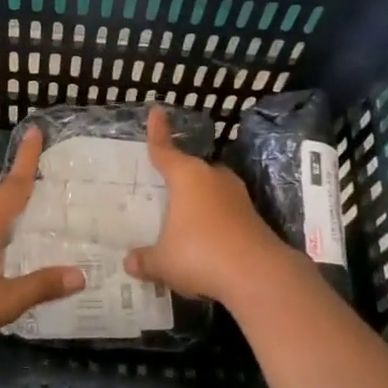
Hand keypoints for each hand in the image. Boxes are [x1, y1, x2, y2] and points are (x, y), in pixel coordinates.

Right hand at [124, 106, 294, 303]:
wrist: (258, 276)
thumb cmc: (200, 255)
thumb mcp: (163, 262)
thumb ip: (145, 260)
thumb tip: (129, 262)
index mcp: (187, 177)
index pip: (165, 150)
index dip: (158, 132)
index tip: (157, 111)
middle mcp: (213, 178)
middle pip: (191, 169)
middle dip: (178, 175)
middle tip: (163, 183)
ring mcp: (237, 196)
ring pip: (211, 189)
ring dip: (198, 199)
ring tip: (183, 214)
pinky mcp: (253, 217)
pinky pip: (225, 211)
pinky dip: (213, 219)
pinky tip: (205, 238)